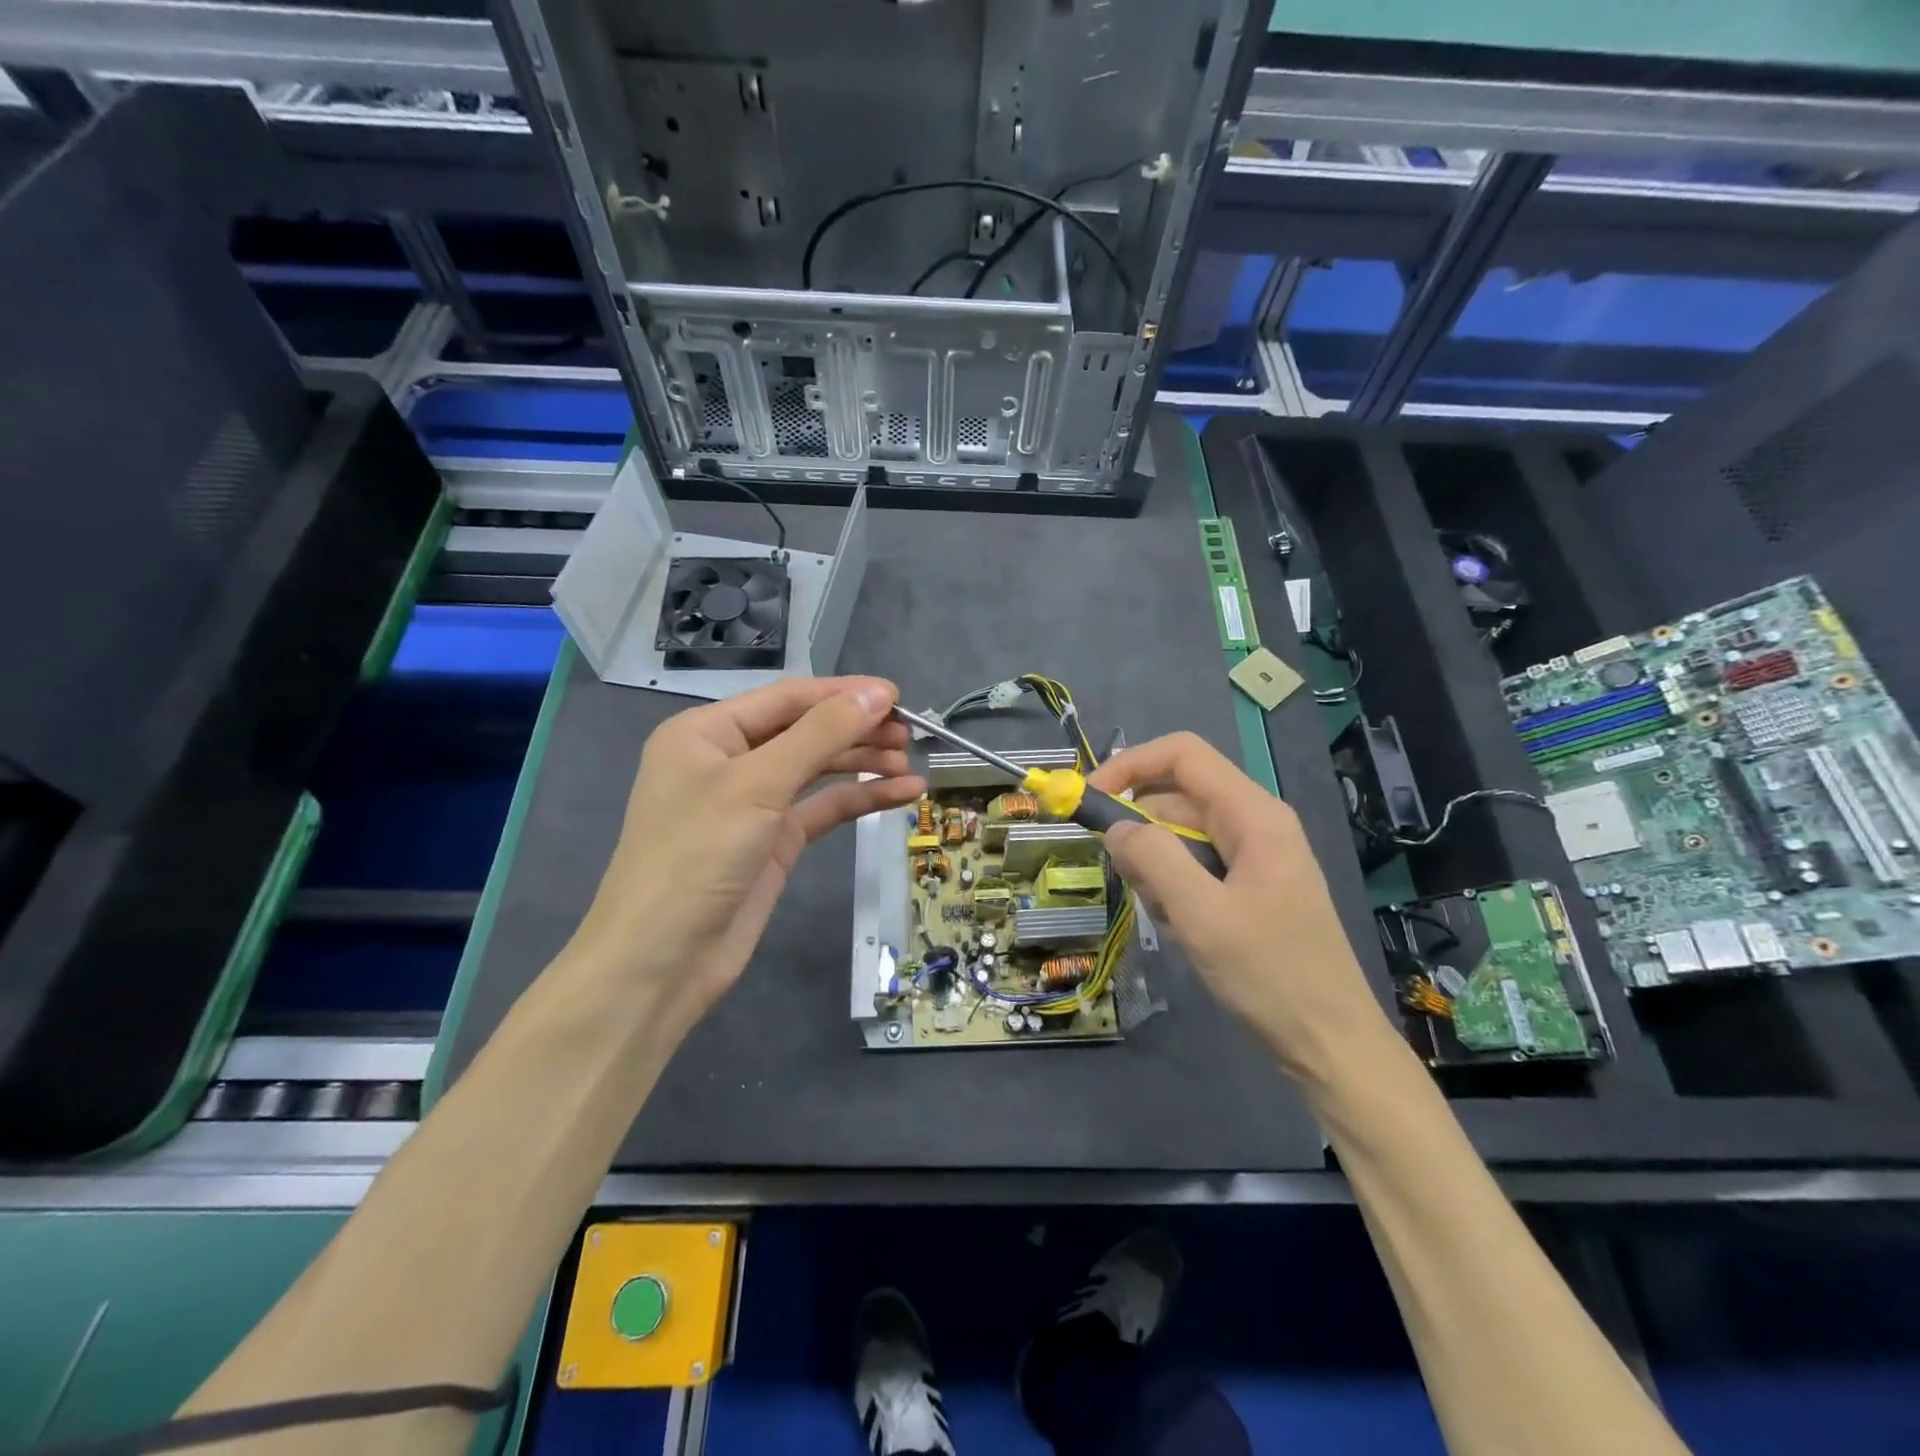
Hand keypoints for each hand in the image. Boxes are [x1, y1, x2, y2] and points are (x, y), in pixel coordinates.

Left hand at [571, 676, 924, 1032]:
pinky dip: (860, 799)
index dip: (843, 693)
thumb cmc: (696, 856)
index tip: (898, 696)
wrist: (661, 962)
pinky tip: (901, 795)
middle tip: (910, 734)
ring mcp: (753, 803)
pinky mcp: (774, 841)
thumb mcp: (758, 785)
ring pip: (818, 769)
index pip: (787, 698)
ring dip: (863, 764)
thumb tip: (877, 693)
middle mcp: (729, 760)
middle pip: (805, 731)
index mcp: (707, 732)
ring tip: (910, 764)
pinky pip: (823, 808)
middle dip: (856, 730)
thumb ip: (821, 735)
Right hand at [1088, 732, 1390, 1082]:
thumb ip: (1154, 860)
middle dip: (1142, 834)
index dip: (1131, 765)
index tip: (1091, 800)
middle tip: (1133, 884)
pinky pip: (1194, 867)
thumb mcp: (1202, 916)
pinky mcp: (1248, 884)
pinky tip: (1186, 930)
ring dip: (1157, 870)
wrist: (1331, 1043)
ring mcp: (1253, 855)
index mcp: (1254, 814)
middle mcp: (1254, 823)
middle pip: (1175, 798)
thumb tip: (1115, 827)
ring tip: (1172, 920)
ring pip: (1179, 836)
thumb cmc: (1271, 976)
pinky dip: (1174, 890)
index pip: (1182, 755)